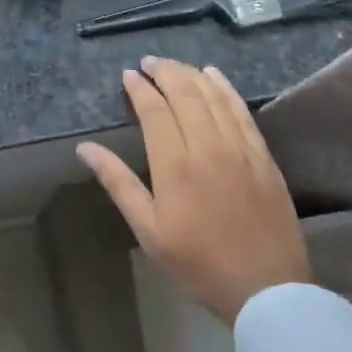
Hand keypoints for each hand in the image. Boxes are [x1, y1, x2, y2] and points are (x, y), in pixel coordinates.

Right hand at [77, 57, 309, 324]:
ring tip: (175, 65)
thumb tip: (85, 148)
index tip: (128, 75)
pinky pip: (242, 111)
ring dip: (192, 75)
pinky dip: (226, 89)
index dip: (140, 89)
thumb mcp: (148, 230)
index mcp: (175, 166)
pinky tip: (215, 77)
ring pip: (214, 97)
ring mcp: (241, 150)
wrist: (266, 289)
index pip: (155, 111)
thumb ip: (118, 183)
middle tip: (149, 62)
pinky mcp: (263, 157)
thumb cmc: (197, 263)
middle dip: (165, 72)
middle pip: (186, 95)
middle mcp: (209, 148)